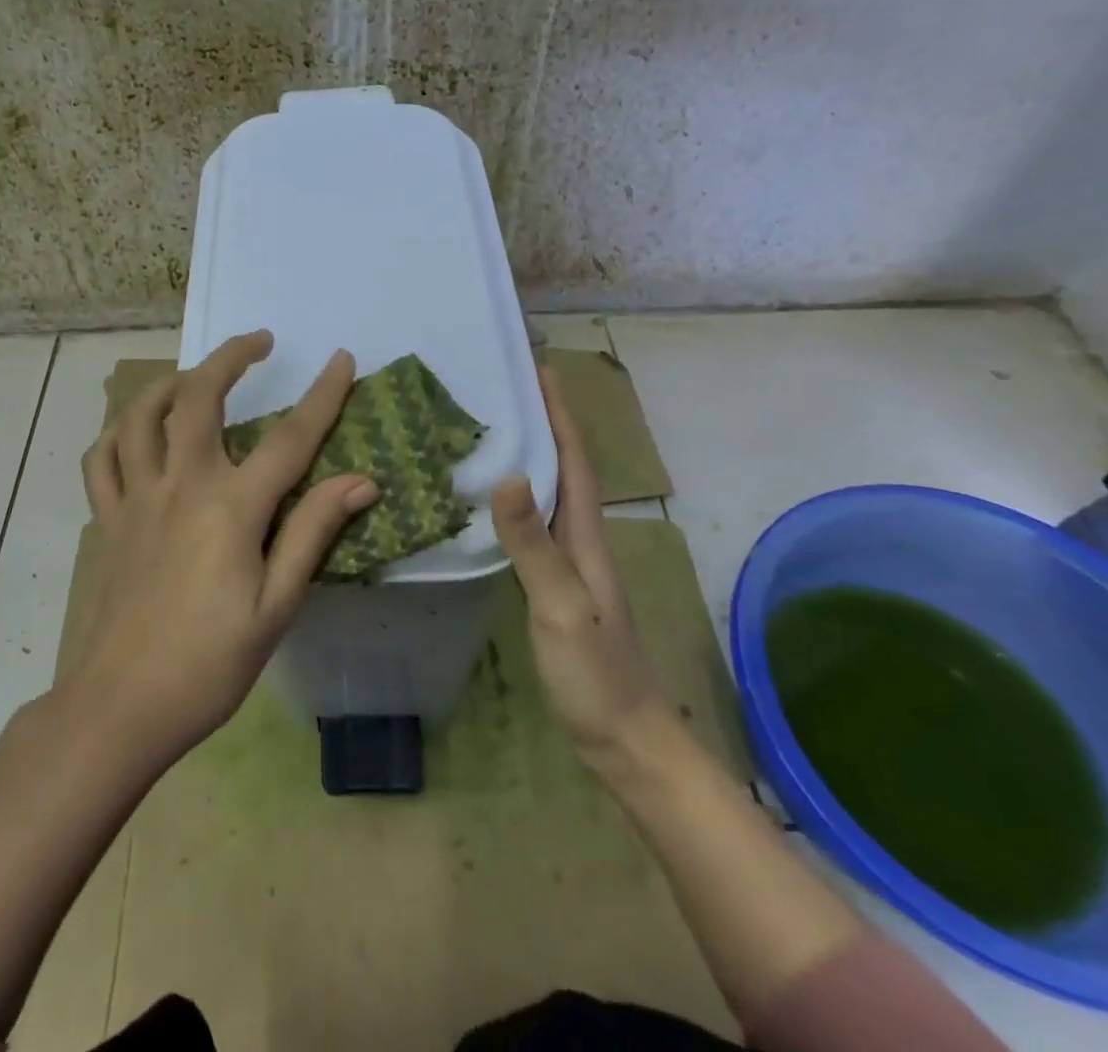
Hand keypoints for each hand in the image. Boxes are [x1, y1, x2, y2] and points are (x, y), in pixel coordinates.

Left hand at [69, 330, 378, 766]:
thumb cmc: (210, 663)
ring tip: (197, 375)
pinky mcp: (109, 520)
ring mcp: (137, 499)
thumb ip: (312, 532)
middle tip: (258, 341)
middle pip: (199, 399)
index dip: (322, 396)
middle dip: (230, 358)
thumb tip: (359, 480)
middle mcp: (181, 486)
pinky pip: (102, 460)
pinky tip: (136, 430)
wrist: (123, 706)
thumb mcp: (276, 605)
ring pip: (142, 416)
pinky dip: (118, 432)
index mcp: (230, 508)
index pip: (289, 438)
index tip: (342, 360)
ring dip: (171, 382)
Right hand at [492, 365, 666, 767]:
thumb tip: (507, 474)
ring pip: (546, 493)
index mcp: (585, 533)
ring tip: (487, 430)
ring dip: (526, 456)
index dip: (560, 413)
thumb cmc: (595, 670)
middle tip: (500, 389)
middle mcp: (579, 538)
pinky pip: (531, 524)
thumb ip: (534, 544)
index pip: (574, 459)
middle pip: (562, 466)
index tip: (539, 369)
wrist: (621, 737)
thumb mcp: (561, 604)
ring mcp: (568, 562)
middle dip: (540, 422)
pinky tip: (486, 501)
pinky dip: (513, 499)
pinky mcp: (552, 583)